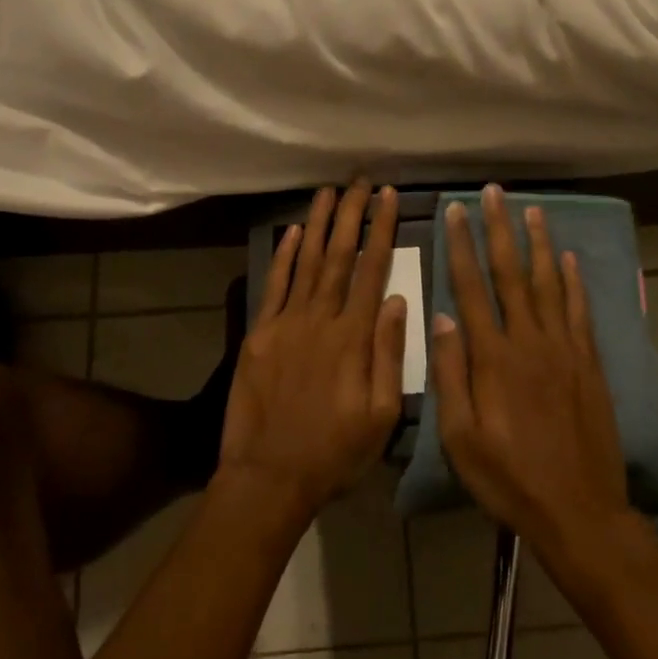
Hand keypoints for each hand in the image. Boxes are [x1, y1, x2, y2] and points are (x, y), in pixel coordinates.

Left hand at [217, 181, 407, 519]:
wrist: (268, 478)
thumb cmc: (334, 453)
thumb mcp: (381, 416)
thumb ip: (390, 354)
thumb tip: (398, 300)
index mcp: (354, 337)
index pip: (374, 269)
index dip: (382, 229)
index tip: (389, 197)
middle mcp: (321, 318)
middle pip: (340, 255)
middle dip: (352, 214)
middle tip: (361, 181)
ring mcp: (286, 322)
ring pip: (307, 261)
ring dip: (319, 223)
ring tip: (329, 191)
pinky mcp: (259, 333)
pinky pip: (274, 284)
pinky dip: (284, 255)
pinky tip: (293, 231)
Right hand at [429, 186, 632, 556]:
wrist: (580, 512)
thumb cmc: (509, 478)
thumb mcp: (461, 438)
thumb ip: (450, 375)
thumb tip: (441, 318)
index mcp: (493, 357)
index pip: (472, 287)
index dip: (462, 246)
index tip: (455, 211)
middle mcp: (529, 340)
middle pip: (511, 273)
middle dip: (499, 228)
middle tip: (494, 192)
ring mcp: (564, 349)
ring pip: (549, 282)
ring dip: (539, 243)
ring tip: (533, 209)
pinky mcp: (589, 363)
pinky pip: (580, 311)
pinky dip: (575, 281)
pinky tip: (570, 259)